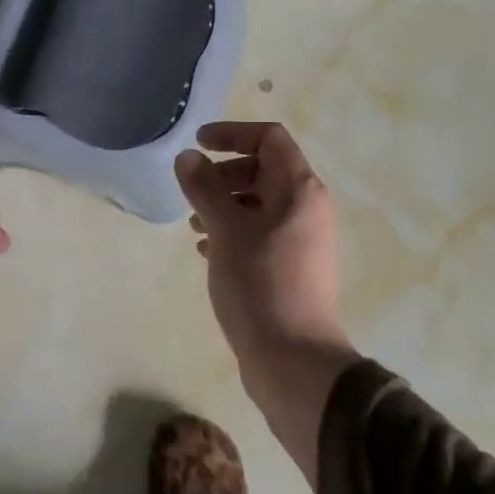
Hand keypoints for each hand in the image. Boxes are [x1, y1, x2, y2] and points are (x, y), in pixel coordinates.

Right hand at [175, 123, 358, 485]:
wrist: (292, 360)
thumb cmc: (259, 284)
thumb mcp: (226, 230)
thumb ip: (205, 188)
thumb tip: (188, 157)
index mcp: (299, 190)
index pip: (271, 138)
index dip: (233, 133)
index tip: (198, 144)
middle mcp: (306, 209)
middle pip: (264, 170)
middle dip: (224, 173)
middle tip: (192, 190)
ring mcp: (300, 240)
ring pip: (259, 204)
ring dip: (224, 204)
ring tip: (193, 223)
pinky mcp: (290, 268)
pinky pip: (259, 233)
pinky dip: (232, 231)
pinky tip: (205, 250)